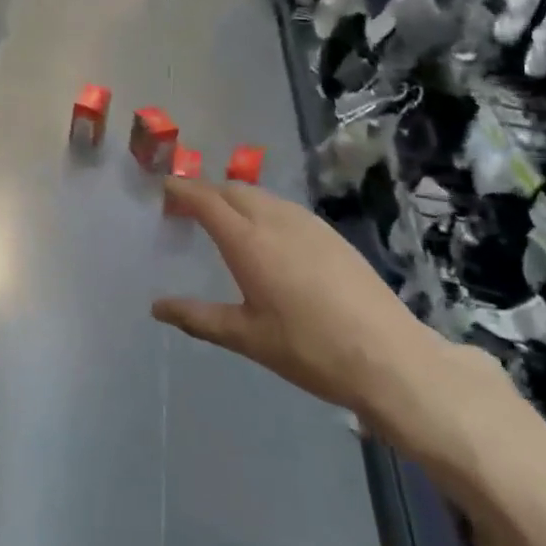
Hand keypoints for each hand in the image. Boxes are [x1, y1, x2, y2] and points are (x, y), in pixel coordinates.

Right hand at [153, 179, 504, 469]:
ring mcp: (307, 223)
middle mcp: (275, 219)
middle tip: (186, 211)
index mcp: (248, 240)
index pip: (204, 199)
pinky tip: (266, 238)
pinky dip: (261, 210)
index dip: (180, 189)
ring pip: (260, 196)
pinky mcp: (330, 234)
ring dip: (234, 199)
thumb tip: (157, 307)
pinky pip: (284, 208)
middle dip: (205, 192)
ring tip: (222, 223)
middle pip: (232, 189)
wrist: (389, 357)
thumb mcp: (246, 337)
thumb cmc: (309, 349)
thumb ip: (198, 317)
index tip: (162, 188)